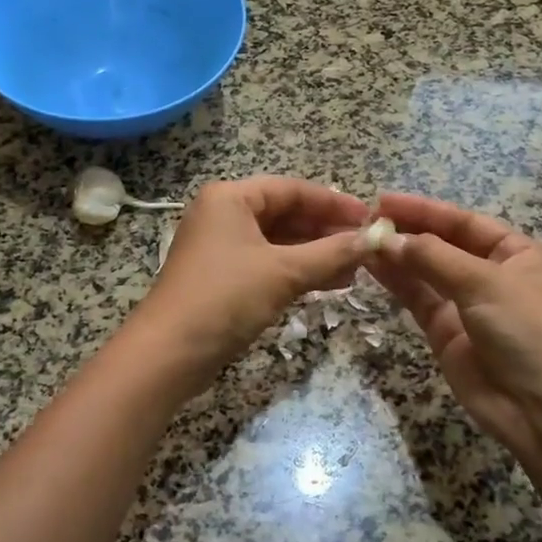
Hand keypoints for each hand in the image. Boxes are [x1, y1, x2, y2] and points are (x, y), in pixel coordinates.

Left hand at [139, 177, 368, 370]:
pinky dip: (296, 271)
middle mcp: (223, 215)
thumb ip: (331, 254)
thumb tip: (373, 241)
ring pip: (278, 242)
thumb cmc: (225, 298)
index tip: (369, 218)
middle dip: (326, 230)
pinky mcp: (222, 278)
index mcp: (230, 198)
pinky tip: (329, 284)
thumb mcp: (283, 272)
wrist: (169, 352)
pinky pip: (267, 264)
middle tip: (365, 246)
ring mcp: (220, 248)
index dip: (333, 202)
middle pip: (285, 214)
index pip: (291, 189)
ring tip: (356, 269)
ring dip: (315, 254)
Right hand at [366, 193, 541, 460]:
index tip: (384, 200)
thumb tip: (388, 239)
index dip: (425, 210)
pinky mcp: (445, 332)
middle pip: (442, 244)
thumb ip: (434, 257)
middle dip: (407, 231)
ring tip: (360, 240)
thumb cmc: (528, 331)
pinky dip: (396, 282)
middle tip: (365, 220)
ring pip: (425, 271)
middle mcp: (491, 274)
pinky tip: (371, 265)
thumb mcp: (486, 283)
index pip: (464, 222)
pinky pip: (417, 298)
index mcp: (517, 254)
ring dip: (396, 255)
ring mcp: (466, 304)